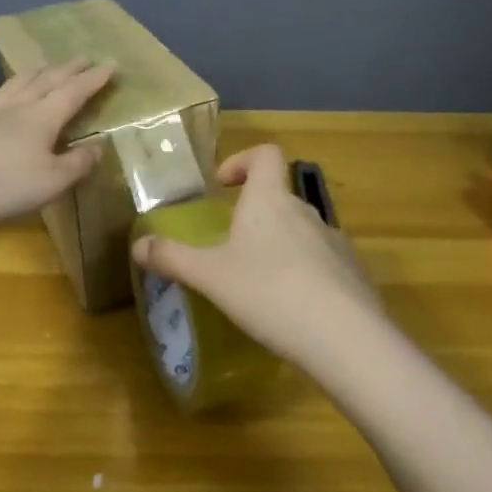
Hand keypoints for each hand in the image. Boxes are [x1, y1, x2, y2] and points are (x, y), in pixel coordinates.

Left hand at [0, 59, 115, 225]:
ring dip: (39, 72)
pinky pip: (0, 94)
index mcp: (43, 117)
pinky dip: (13, 86)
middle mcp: (19, 107)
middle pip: (48, 80)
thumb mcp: (50, 182)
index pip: (75, 92)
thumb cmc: (0, 184)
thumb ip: (77, 164)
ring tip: (47, 66)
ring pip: (20, 83)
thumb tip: (99, 147)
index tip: (111, 64)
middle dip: (69, 69)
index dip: (94, 79)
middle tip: (84, 57)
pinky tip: (8, 92)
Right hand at [130, 143, 378, 371]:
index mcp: (269, 200)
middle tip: (230, 246)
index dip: (243, 160)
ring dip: (279, 246)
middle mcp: (305, 211)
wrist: (344, 337)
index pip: (266, 154)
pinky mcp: (353, 273)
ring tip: (259, 283)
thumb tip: (138, 245)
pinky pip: (323, 262)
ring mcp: (334, 241)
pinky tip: (292, 309)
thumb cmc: (268, 292)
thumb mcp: (210, 276)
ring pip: (301, 231)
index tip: (223, 186)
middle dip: (255, 214)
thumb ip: (172, 258)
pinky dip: (305, 274)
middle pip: (280, 195)